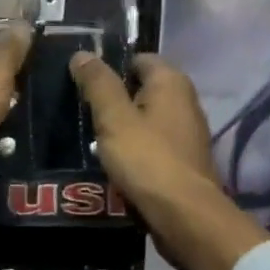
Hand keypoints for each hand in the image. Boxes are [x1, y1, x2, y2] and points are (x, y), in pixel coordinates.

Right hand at [69, 52, 269, 269]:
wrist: (184, 216)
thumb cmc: (147, 159)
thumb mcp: (114, 118)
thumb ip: (98, 84)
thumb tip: (82, 53)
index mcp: (171, 82)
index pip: (138, 58)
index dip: (110, 67)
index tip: (83, 83)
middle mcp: (185, 101)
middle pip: (142, 89)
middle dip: (114, 99)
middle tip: (82, 111)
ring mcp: (187, 133)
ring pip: (147, 119)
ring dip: (123, 127)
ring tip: (92, 138)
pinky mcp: (184, 161)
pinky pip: (153, 145)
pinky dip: (135, 149)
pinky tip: (115, 162)